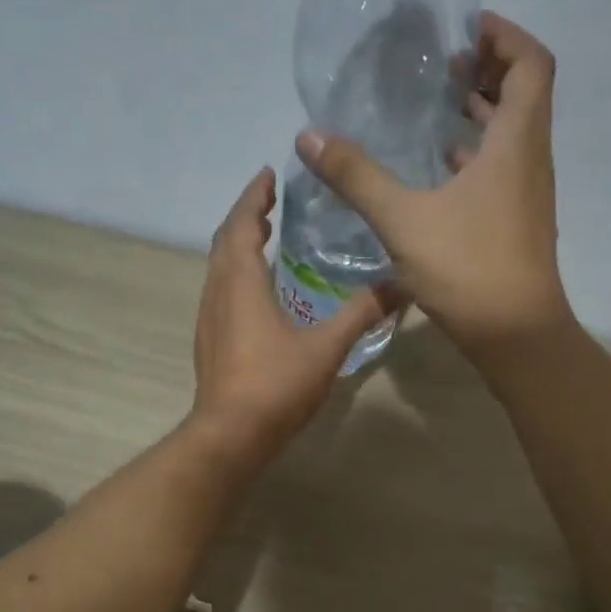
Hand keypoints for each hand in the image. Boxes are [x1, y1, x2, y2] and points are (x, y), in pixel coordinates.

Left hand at [188, 168, 398, 466]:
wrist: (230, 436)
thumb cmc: (275, 385)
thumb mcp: (326, 347)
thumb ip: (362, 314)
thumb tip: (402, 286)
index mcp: (241, 283)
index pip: (241, 225)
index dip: (253, 197)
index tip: (267, 175)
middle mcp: (218, 293)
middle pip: (225, 242)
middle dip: (246, 217)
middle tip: (270, 203)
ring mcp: (209, 319)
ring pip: (219, 269)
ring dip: (239, 247)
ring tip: (264, 238)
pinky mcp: (210, 343)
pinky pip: (221, 292)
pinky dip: (237, 275)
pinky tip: (259, 292)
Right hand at [295, 12, 570, 359]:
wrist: (516, 336)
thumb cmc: (469, 269)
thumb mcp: (404, 220)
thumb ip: (357, 177)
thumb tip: (309, 136)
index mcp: (516, 143)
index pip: (532, 63)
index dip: (504, 35)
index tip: (465, 28)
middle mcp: (531, 160)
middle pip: (525, 93)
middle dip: (489, 69)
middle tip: (444, 64)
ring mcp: (528, 194)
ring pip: (515, 134)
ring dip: (484, 113)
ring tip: (438, 106)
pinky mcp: (518, 221)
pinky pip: (504, 168)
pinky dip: (479, 154)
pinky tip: (441, 169)